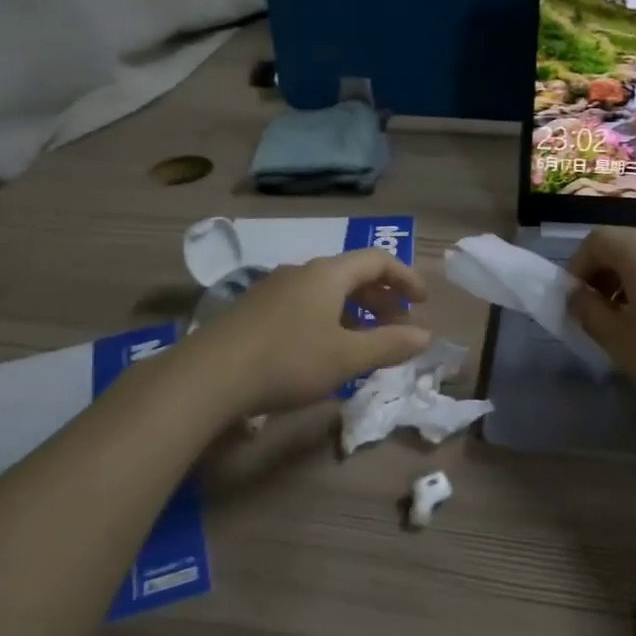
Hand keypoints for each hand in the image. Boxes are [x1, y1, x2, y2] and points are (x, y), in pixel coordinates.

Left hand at [180, 250, 431, 416]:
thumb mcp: (347, 357)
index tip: (423, 303)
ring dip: (355, 312)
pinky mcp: (255, 310)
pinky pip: (305, 304)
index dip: (406, 278)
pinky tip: (325, 351)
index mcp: (328, 274)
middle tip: (398, 326)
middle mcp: (301, 272)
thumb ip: (390, 344)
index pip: (377, 260)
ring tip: (365, 342)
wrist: (209, 376)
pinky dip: (329, 319)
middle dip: (382, 298)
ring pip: (327, 292)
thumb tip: (425, 336)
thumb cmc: (289, 360)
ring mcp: (274, 289)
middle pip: (352, 274)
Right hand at [567, 227, 635, 424]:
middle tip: (595, 315)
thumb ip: (589, 312)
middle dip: (601, 276)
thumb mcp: (620, 341)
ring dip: (627, 286)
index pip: (597, 240)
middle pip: (624, 249)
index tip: (574, 299)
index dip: (577, 265)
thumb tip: (576, 295)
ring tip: (627, 327)